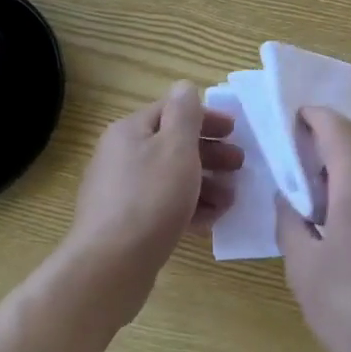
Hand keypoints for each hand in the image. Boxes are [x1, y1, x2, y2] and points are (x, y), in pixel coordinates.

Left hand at [67, 83, 241, 305]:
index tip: (236, 131)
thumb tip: (184, 86)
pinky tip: (211, 221)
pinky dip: (188, 208)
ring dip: (205, 184)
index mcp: (130, 131)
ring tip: (230, 200)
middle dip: (210, 154)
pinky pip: (163, 206)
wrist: (110, 265)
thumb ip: (185, 113)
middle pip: (172, 146)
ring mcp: (121, 192)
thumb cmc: (150, 198)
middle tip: (240, 165)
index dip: (206, 118)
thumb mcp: (176, 147)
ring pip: (171, 179)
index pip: (172, 111)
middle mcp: (121, 156)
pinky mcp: (126, 224)